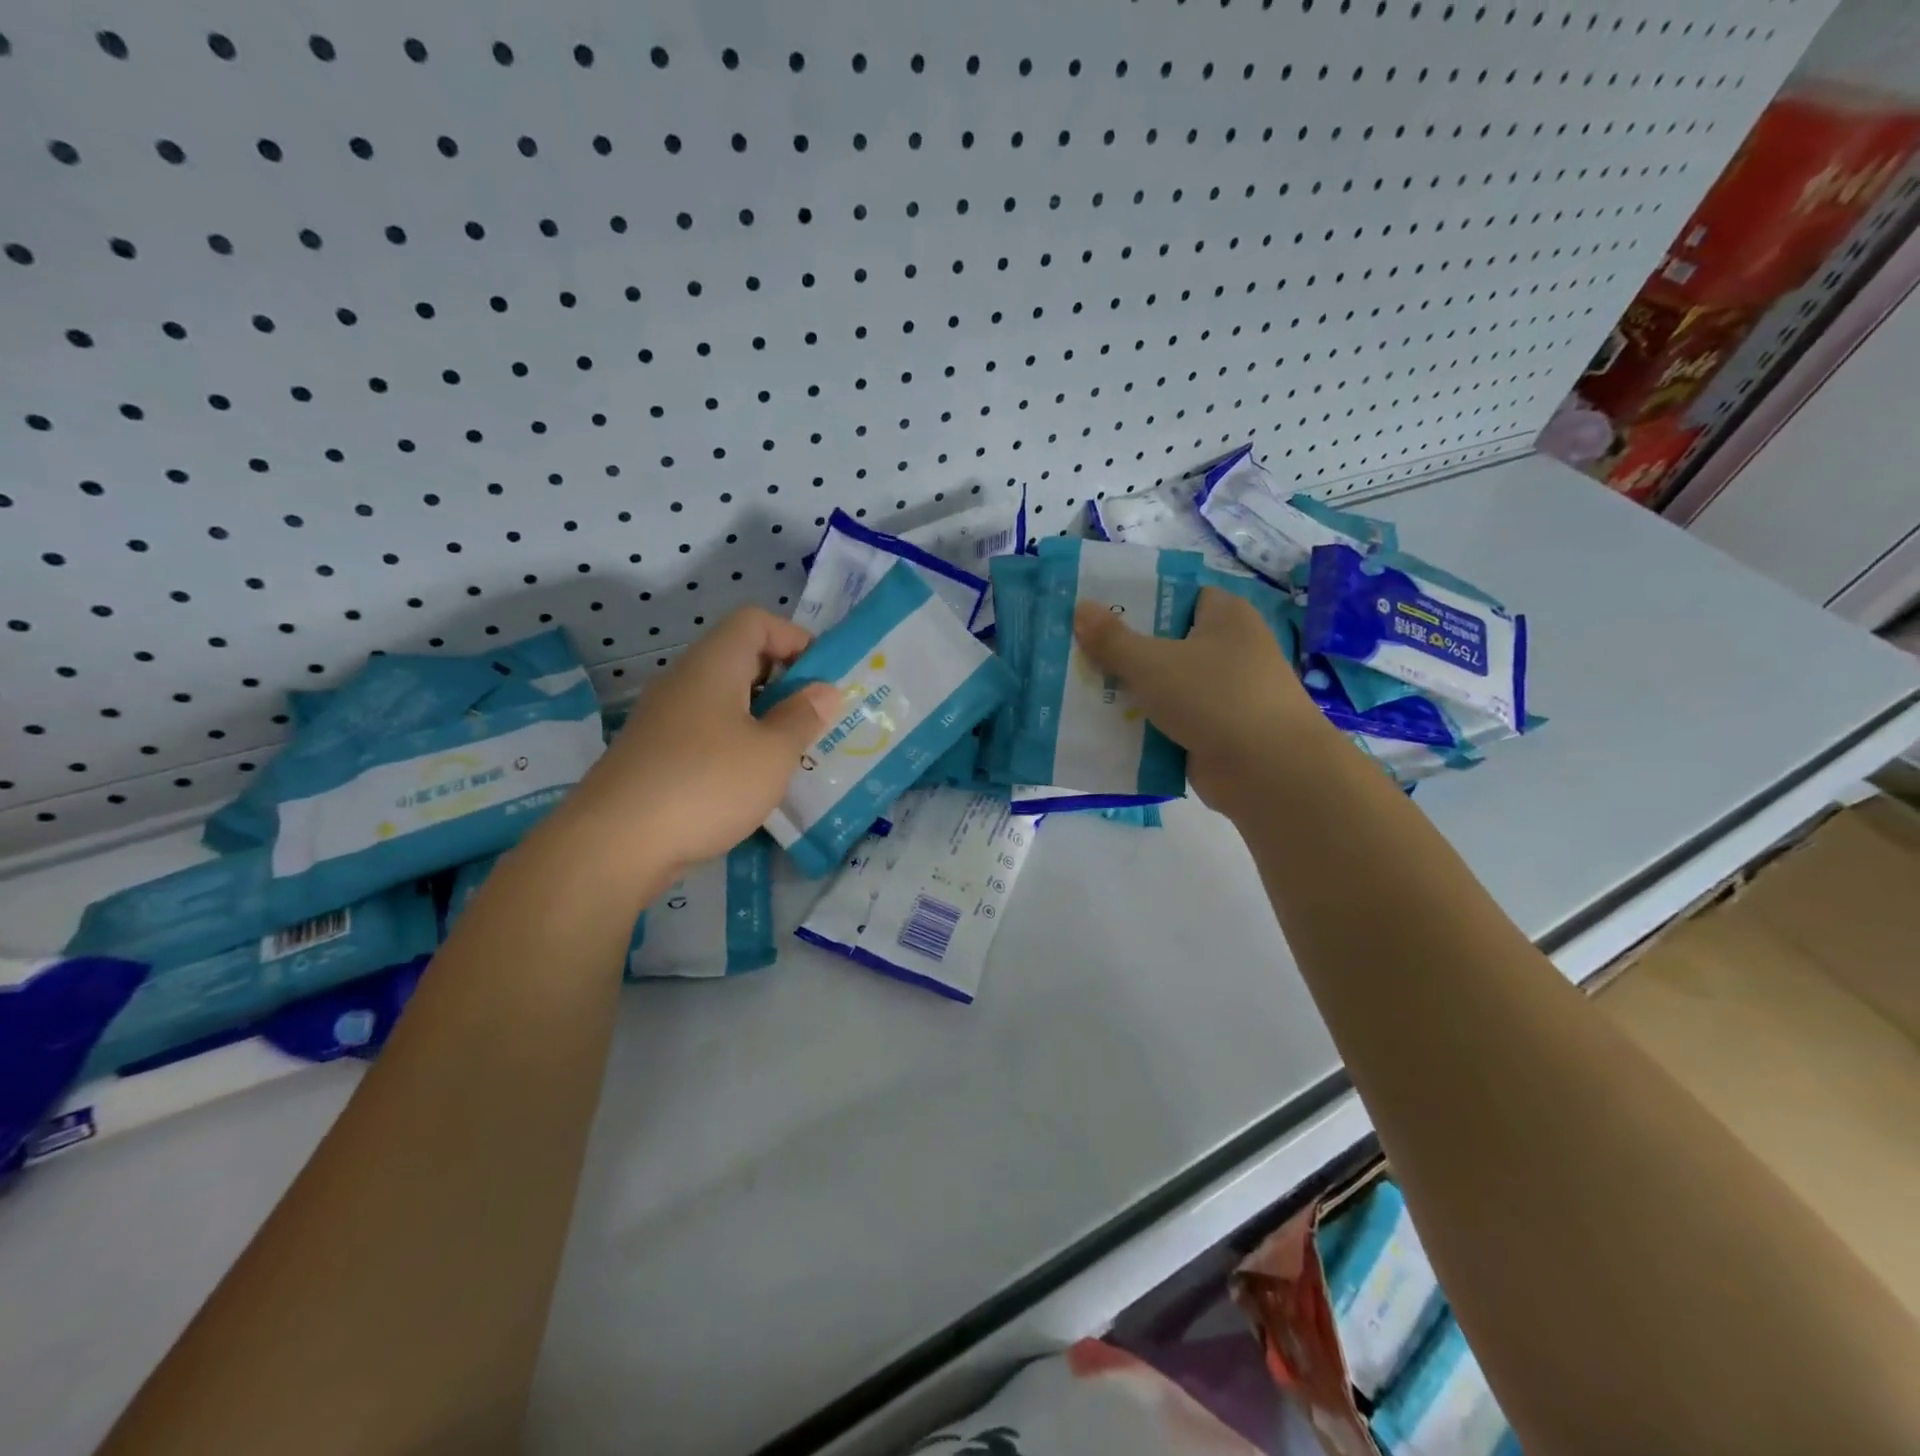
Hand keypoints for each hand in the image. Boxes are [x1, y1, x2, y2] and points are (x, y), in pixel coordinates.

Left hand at [567, 608, 840, 869]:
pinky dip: (734, 742)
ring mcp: (663, 718)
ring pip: (723, 698)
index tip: (821, 677)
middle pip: (739, 657)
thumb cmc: (707, 784)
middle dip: (782, 682)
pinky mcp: (653, 753)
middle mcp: (684, 680)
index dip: (793, 638)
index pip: (755, 620)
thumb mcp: (772, 753)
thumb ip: (803, 717)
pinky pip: (705, 730)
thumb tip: (824, 690)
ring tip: (789, 753)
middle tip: (813, 719)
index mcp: (714, 665)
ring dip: (760, 716)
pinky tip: (749, 781)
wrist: (614, 844)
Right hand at [1074, 586, 1316, 811]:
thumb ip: (1112, 639)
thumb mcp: (1153, 663)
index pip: (1178, 596)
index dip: (1138, 600)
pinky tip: (1103, 728)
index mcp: (1225, 617)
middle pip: (1164, 643)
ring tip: (1078, 690)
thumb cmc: (1215, 698)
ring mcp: (1223, 694)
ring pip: (1164, 685)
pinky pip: (1169, 721)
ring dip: (1128, 692)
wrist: (1269, 772)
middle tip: (1075, 652)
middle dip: (1122, 651)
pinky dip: (1143, 726)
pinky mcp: (1215, 732)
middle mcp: (1229, 650)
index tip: (1096, 611)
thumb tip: (1079, 607)